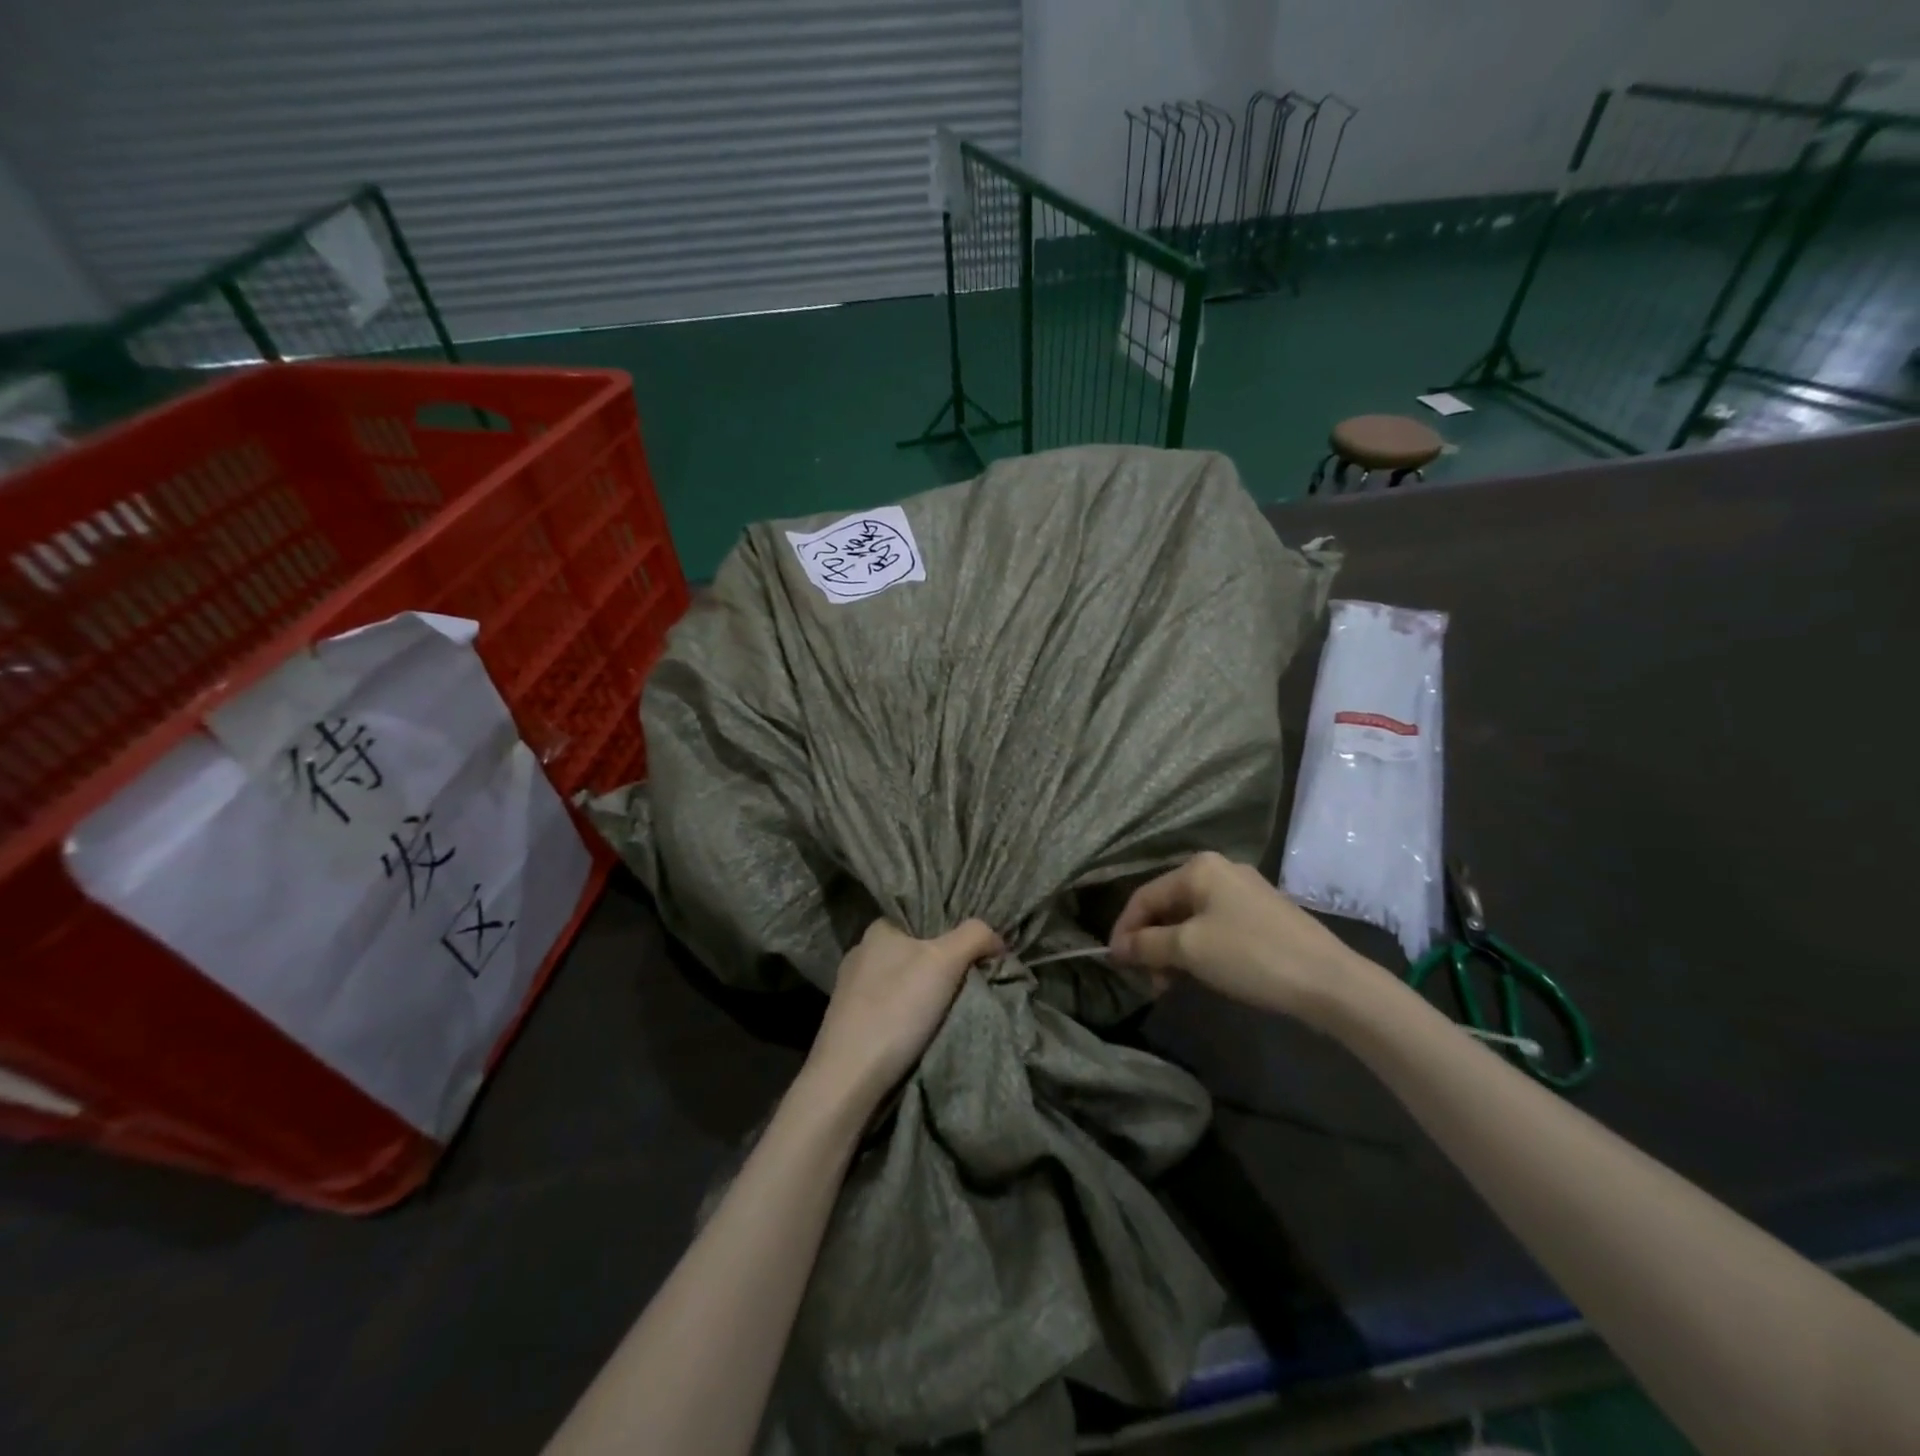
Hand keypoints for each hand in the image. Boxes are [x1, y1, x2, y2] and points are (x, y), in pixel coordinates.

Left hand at [805, 919, 1003, 1109]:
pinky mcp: (848, 1024)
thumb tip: (996, 939)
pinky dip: (906, 1017)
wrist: (849, 1078)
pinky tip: (922, 1031)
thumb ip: (975, 936)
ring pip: (899, 982)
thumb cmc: (896, 1007)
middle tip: (971, 980)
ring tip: (952, 1009)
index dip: (950, 930)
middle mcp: (860, 953)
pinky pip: (888, 1009)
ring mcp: (850, 991)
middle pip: (912, 951)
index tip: (974, 950)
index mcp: (877, 930)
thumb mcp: (945, 960)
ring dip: (923, 994)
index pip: (920, 918)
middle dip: (939, 964)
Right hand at [1109, 852, 1366, 1025]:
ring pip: (1191, 920)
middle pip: (1167, 907)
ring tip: (1171, 985)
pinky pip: (1215, 928)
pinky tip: (1200, 976)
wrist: (1330, 982)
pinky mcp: (1262, 915)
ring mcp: (1244, 892)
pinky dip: (1199, 951)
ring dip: (1173, 952)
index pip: (1144, 896)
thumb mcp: (1189, 950)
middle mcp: (1219, 871)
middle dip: (1151, 944)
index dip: (1124, 930)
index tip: (1114, 963)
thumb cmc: (1250, 956)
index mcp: (1198, 868)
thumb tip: (1117, 948)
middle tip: (1147, 980)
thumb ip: (1146, 945)